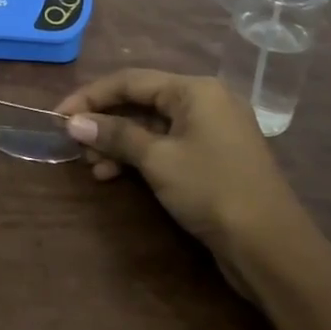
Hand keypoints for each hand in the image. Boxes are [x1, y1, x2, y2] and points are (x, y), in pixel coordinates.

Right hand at [56, 70, 312, 276]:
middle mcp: (205, 101)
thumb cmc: (211, 190)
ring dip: (119, 143)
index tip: (58, 116)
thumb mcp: (157, 159)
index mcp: (195, 89)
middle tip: (74, 145)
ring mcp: (211, 131)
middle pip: (141, 102)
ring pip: (151, 126)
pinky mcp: (213, 158)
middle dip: (104, 122)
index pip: (131, 80)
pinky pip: (166, 145)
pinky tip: (115, 175)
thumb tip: (73, 123)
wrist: (272, 248)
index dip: (90, 96)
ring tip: (92, 166)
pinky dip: (140, 157)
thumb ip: (114, 135)